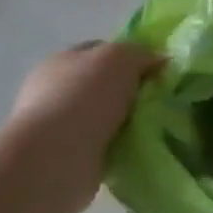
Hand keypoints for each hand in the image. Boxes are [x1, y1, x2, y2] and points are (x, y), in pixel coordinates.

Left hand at [8, 42, 160, 205]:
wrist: (55, 160)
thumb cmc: (84, 96)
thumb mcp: (122, 57)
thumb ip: (142, 54)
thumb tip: (158, 61)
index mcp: (60, 61)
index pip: (99, 51)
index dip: (128, 56)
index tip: (154, 69)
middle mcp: (54, 92)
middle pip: (102, 86)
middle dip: (127, 93)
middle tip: (157, 100)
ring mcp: (57, 129)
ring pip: (102, 119)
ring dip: (123, 124)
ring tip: (152, 128)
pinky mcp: (65, 162)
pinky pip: (101, 149)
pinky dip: (117, 150)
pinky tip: (135, 150)